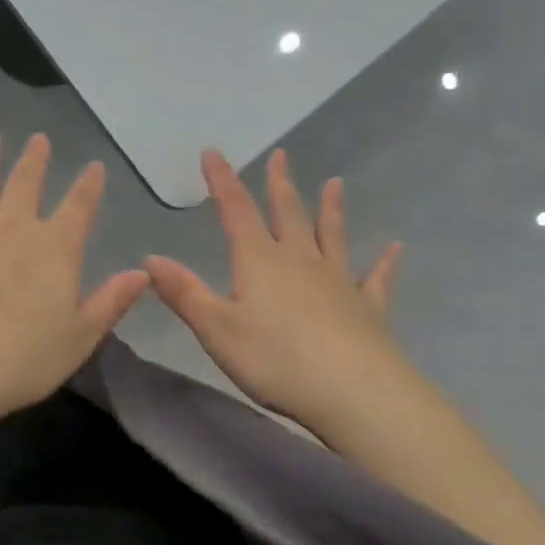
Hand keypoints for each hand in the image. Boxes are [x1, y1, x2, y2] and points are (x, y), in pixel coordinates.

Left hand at [0, 130, 149, 426]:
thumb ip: (110, 302)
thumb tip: (142, 273)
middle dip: (35, 160)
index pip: (79, 207)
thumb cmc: (23, 359)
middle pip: (26, 184)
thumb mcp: (80, 337)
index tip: (94, 166)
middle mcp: (12, 229)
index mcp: (55, 249)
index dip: (89, 186)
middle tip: (39, 138)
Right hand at [144, 149, 403, 429]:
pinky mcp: (368, 308)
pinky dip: (384, 262)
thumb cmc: (276, 360)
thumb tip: (149, 258)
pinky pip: (375, 278)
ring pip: (332, 236)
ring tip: (335, 183)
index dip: (223, 180)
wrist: (354, 392)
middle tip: (280, 156)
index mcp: (260, 262)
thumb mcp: (217, 329)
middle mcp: (300, 261)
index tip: (213, 152)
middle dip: (278, 185)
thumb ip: (184, 293)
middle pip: (288, 214)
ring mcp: (338, 281)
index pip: (236, 211)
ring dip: (330, 209)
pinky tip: (394, 248)